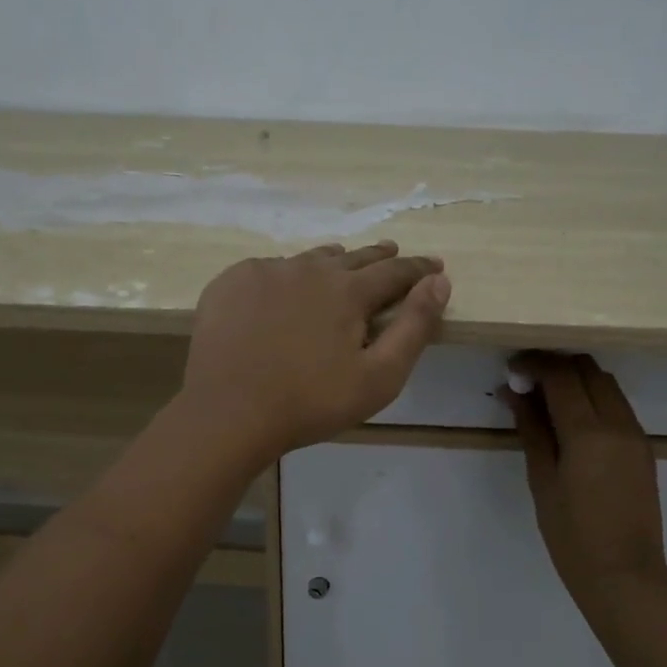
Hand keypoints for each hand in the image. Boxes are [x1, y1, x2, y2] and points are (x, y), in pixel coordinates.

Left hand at [180, 241, 449, 462]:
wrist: (228, 412)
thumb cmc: (310, 402)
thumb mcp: (379, 377)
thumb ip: (414, 327)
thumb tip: (439, 282)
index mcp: (348, 290)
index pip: (395, 271)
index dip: (419, 268)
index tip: (434, 265)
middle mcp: (309, 269)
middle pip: (353, 257)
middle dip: (378, 257)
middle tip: (392, 253)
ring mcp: (265, 272)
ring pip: (309, 260)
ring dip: (331, 262)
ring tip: (340, 264)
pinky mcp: (231, 283)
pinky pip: (268, 270)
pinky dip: (285, 276)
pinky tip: (282, 289)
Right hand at [505, 353, 666, 629]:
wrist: (624, 574)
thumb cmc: (572, 535)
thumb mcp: (542, 481)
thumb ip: (532, 431)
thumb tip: (515, 394)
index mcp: (588, 432)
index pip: (561, 375)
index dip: (534, 364)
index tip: (511, 368)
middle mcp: (618, 423)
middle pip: (588, 370)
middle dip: (556, 365)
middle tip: (526, 381)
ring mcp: (635, 434)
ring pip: (606, 384)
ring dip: (576, 380)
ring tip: (545, 398)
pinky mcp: (642, 447)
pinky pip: (616, 406)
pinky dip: (592, 399)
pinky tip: (570, 420)